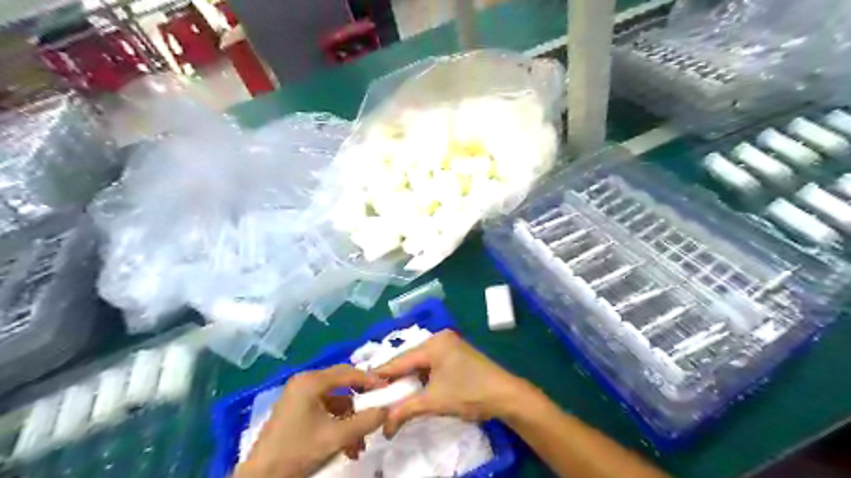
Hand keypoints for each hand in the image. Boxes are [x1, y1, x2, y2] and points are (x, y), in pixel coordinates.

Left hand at [238, 365, 387, 477]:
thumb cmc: (297, 451)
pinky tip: (346, 446)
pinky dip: (337, 425)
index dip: (371, 380)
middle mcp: (304, 382)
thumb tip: (388, 410)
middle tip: (377, 413)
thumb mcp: (336, 437)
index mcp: (311, 382)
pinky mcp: (295, 410)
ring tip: (359, 445)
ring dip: (350, 421)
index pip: (348, 372)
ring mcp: (298, 396)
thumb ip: (366, 421)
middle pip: (342, 385)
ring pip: (335, 401)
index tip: (388, 390)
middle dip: (360, 405)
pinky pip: (324, 410)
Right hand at [376, 332, 534, 436]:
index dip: (381, 375)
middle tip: (377, 393)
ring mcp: (450, 345)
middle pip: (410, 359)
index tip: (363, 386)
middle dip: (395, 377)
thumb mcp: (434, 402)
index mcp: (434, 343)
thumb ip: (404, 410)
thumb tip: (383, 427)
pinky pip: (432, 363)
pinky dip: (422, 376)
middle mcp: (440, 338)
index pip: (400, 360)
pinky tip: (413, 387)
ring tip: (391, 393)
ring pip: (421, 362)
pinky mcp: (457, 354)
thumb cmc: (469, 393)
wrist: (506, 395)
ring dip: (408, 378)